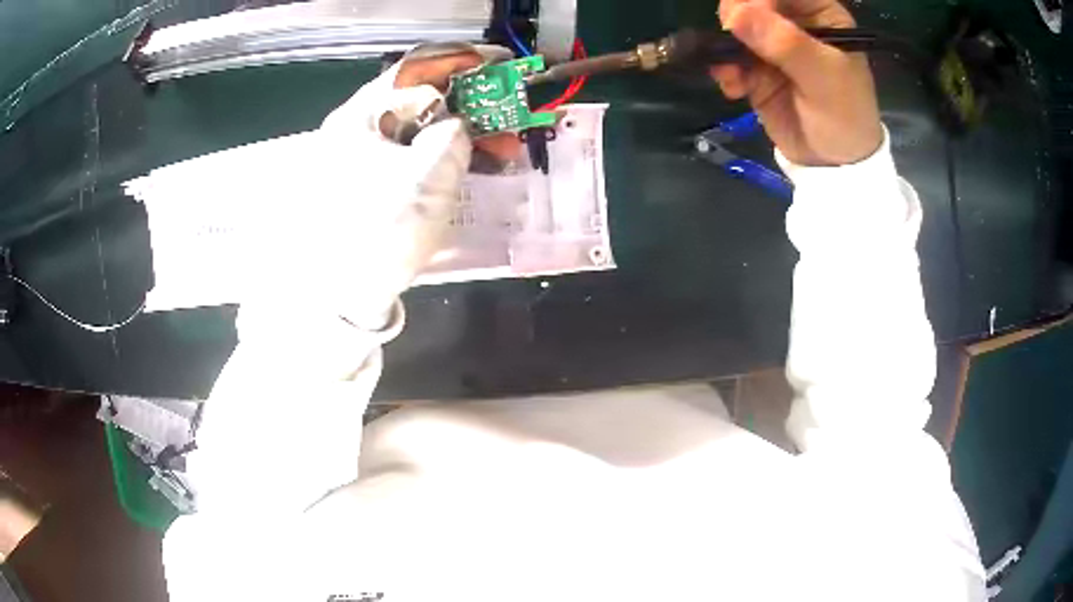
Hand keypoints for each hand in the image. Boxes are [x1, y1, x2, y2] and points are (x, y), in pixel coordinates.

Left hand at [299, 47, 510, 326]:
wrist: (347, 293)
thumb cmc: (382, 228)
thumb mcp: (428, 175)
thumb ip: (454, 134)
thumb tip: (459, 124)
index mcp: (359, 117)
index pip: (413, 71)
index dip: (459, 62)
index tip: (497, 64)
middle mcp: (354, 129)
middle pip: (416, 100)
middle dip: (465, 104)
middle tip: (503, 114)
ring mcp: (359, 156)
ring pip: (416, 129)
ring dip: (458, 133)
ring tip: (496, 147)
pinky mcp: (368, 181)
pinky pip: (410, 155)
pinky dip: (440, 155)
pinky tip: (467, 164)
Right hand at [711, 0, 882, 166]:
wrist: (834, 165)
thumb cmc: (845, 117)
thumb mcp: (824, 78)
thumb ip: (785, 44)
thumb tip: (736, 14)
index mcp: (820, 15)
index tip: (746, 14)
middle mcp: (794, 23)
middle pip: (752, 1)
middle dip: (737, 17)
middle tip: (732, 37)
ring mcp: (772, 46)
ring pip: (735, 27)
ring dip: (725, 47)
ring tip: (732, 73)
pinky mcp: (755, 70)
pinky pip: (728, 58)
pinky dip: (724, 70)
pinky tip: (733, 88)